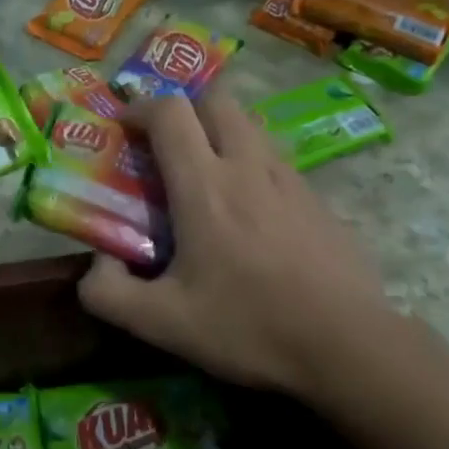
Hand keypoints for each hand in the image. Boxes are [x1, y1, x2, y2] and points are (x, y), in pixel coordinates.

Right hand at [77, 87, 388, 395]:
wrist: (350, 348)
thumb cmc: (249, 327)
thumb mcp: (160, 323)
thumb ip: (107, 293)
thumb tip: (97, 264)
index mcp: (204, 186)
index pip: (169, 112)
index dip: (139, 108)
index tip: (122, 128)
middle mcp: (248, 167)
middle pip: (217, 100)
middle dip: (184, 108)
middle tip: (165, 144)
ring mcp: (290, 181)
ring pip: (250, 126)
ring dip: (219, 133)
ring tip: (203, 176)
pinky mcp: (319, 202)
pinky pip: (276, 162)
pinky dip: (251, 166)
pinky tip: (248, 215)